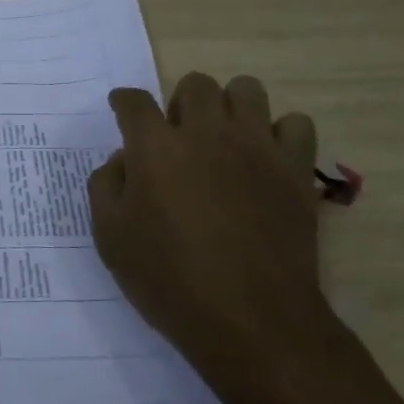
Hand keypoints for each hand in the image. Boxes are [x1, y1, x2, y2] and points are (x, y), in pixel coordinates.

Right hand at [88, 73, 327, 381]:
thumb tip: (123, 160)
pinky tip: (266, 158)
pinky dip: (280, 133)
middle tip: (178, 136)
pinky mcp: (295, 167)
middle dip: (180, 102)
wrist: (251, 319)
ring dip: (230, 106)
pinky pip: (296, 123)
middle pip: (195, 84)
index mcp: (155, 147)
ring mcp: (256, 146)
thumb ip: (106, 186)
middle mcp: (206, 132)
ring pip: (246, 89)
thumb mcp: (110, 238)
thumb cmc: (170, 280)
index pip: (133, 101)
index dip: (123, 102)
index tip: (122, 110)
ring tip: (224, 138)